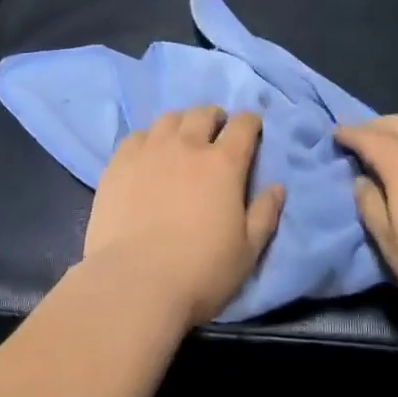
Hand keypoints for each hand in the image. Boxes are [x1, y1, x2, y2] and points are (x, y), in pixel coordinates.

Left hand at [82, 107, 285, 326]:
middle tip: (217, 131)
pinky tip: (149, 154)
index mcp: (223, 164)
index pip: (243, 125)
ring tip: (183, 138)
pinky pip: (138, 135)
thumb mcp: (247, 251)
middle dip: (216, 118)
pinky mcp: (120, 162)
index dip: (251, 122)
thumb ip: (265, 214)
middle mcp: (187, 145)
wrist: (135, 282)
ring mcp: (150, 150)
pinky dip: (150, 138)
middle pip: (204, 114)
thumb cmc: (200, 272)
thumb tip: (278, 187)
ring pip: (170, 118)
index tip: (253, 129)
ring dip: (183, 123)